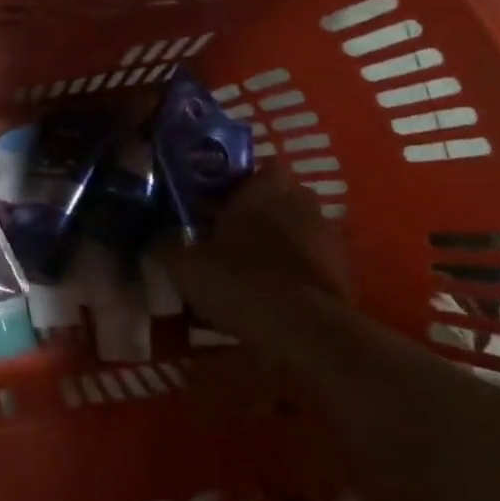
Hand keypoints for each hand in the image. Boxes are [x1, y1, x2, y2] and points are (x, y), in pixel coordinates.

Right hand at [147, 166, 351, 335]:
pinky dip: (294, 271)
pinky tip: (272, 294)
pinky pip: (311, 261)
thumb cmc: (241, 281)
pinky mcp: (345, 271)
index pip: (250, 166)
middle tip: (224, 234)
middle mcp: (301, 200)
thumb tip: (154, 237)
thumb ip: (165, 244)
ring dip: (276, 241)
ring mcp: (329, 235)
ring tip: (247, 268)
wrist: (306, 334)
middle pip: (274, 197)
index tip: (210, 201)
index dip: (230, 182)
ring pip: (294, 228)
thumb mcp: (184, 264)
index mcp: (264, 186)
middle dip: (253, 211)